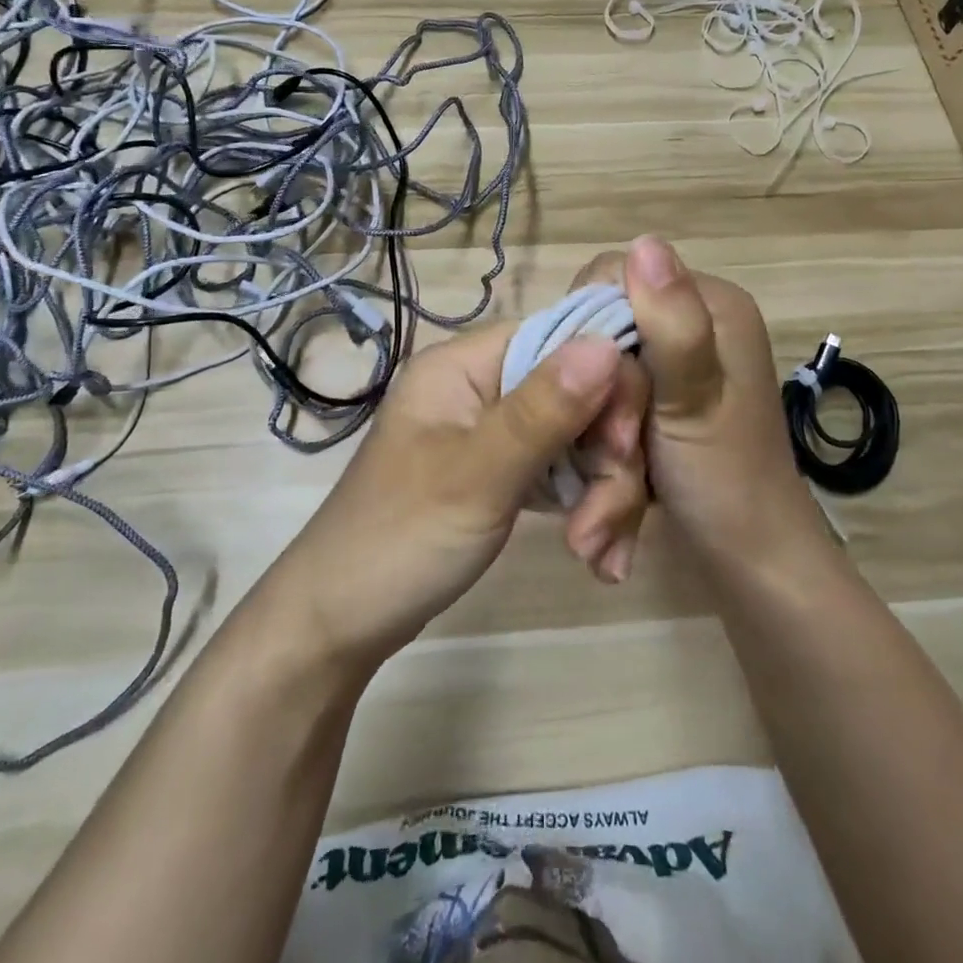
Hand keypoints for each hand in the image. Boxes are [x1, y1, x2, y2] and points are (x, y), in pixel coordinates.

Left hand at [266, 321, 649, 672]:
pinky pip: (566, 470)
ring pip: (582, 436)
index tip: (620, 446)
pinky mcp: (506, 471)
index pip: (562, 338)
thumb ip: (544, 409)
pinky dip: (587, 508)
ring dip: (603, 493)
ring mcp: (496, 431)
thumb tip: (608, 343)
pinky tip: (596, 556)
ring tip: (596, 556)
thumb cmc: (400, 539)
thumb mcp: (478, 474)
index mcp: (465, 364)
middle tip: (606, 525)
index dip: (607, 382)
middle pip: (581, 392)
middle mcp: (484, 386)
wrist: (341, 624)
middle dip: (609, 457)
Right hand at [571, 236, 828, 568]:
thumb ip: (671, 324)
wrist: (751, 560)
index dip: (588, 324)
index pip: (616, 274)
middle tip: (611, 440)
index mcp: (713, 305)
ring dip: (598, 411)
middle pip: (606, 321)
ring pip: (604, 359)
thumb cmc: (724, 481)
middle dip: (594, 381)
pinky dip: (608, 422)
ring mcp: (684, 358)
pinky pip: (616, 386)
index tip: (590, 385)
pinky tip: (615, 460)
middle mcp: (699, 320)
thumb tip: (646, 241)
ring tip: (614, 461)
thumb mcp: (692, 400)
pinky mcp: (670, 390)